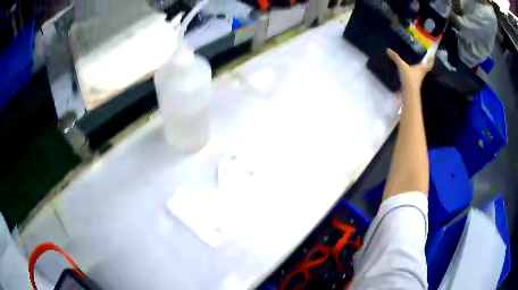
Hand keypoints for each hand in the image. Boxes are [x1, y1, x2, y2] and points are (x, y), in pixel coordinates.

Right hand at [386, 48, 433, 93]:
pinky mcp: (415, 81)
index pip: (429, 62)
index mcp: (422, 68)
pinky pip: (418, 74)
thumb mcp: (402, 66)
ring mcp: (419, 78)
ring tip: (422, 60)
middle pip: (428, 67)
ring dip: (424, 66)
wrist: (409, 93)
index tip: (432, 53)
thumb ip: (396, 58)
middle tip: (428, 56)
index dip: (431, 58)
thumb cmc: (409, 78)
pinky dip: (418, 70)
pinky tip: (415, 68)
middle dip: (429, 62)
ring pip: (424, 70)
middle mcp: (422, 72)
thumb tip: (388, 49)